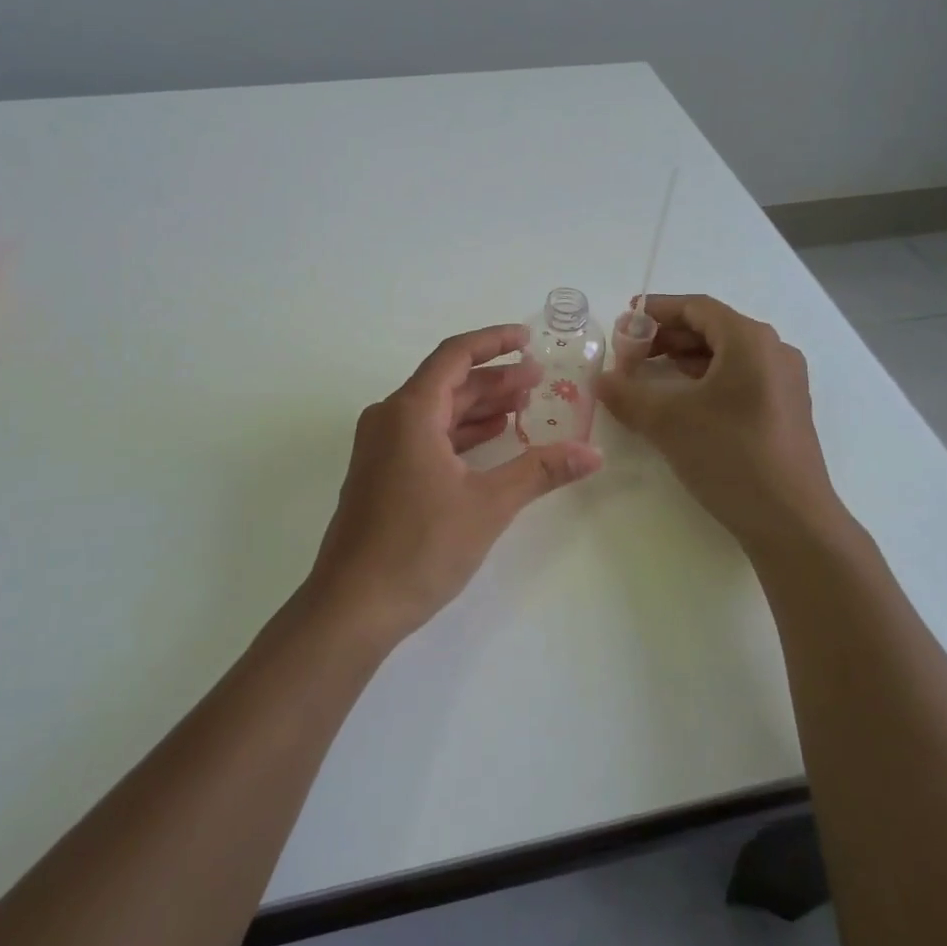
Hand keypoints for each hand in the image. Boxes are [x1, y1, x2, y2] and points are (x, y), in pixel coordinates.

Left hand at [308, 324, 603, 643]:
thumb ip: (540, 471)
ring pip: (436, 410)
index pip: (454, 355)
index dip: (493, 342)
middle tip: (539, 380)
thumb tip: (593, 453)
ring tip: (523, 406)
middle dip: (494, 378)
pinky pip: (424, 435)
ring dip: (478, 406)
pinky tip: (489, 439)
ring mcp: (380, 447)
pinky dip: (459, 432)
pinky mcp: (380, 473)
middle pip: (446, 382)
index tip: (528, 340)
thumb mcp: (488, 505)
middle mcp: (389, 418)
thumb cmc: (420, 546)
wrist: (353, 605)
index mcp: (409, 412)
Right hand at [594, 295, 844, 554]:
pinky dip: (703, 381)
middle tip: (628, 354)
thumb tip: (601, 380)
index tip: (622, 321)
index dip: (656, 310)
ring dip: (682, 360)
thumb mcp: (667, 421)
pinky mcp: (783, 411)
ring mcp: (783, 383)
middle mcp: (773, 352)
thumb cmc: (730, 455)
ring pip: (724, 356)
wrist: (791, 522)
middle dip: (665, 337)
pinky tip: (678, 402)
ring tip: (645, 376)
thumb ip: (627, 393)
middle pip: (711, 328)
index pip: (697, 307)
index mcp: (750, 340)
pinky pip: (738, 379)